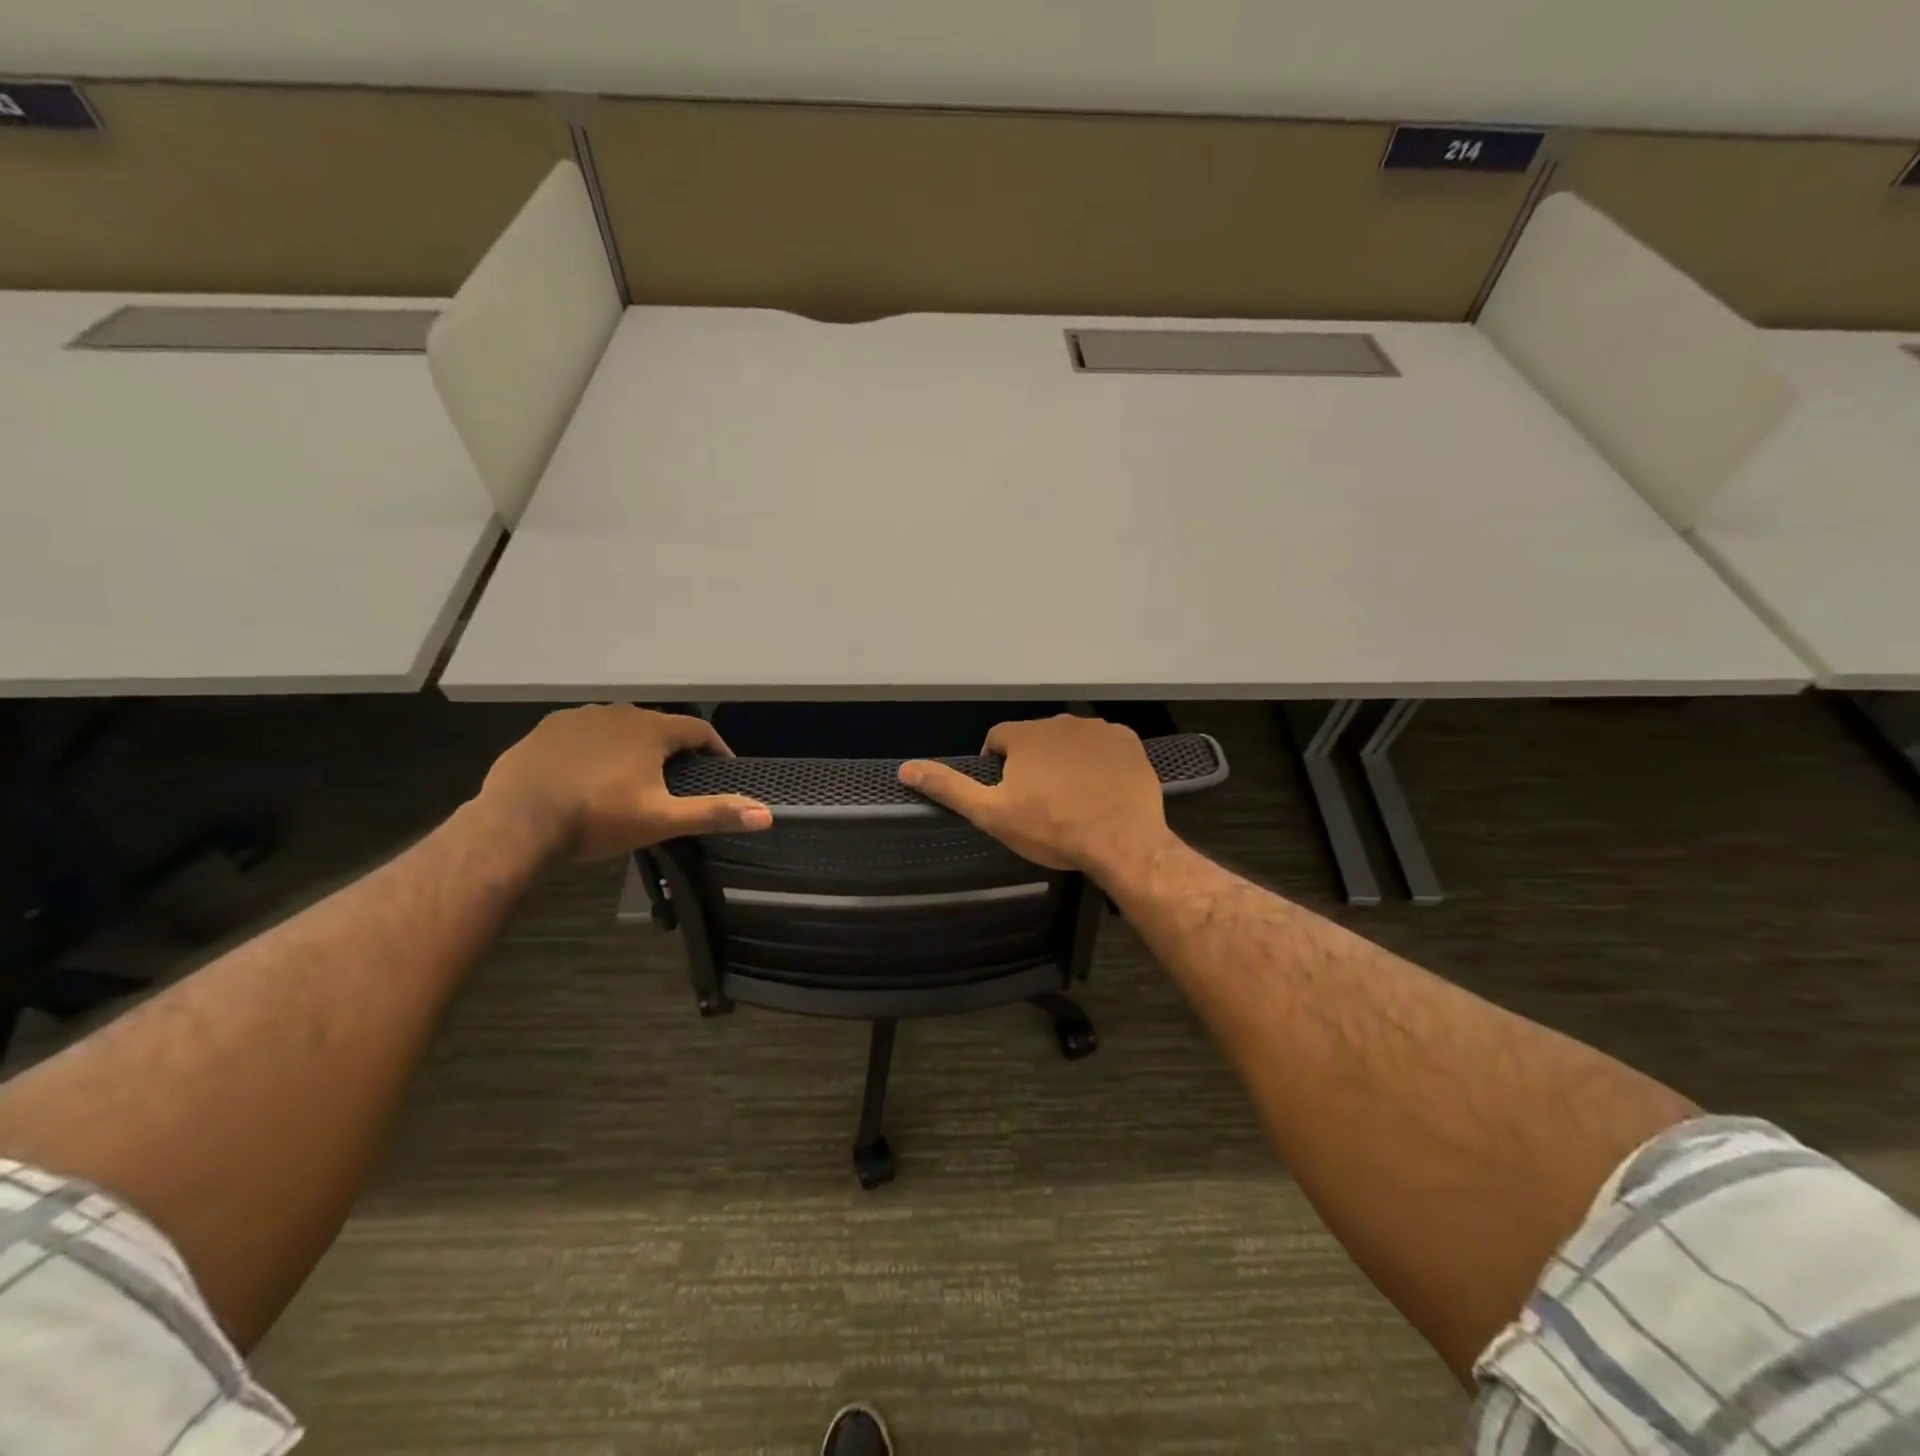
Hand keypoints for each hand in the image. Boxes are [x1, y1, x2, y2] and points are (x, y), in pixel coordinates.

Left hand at [479, 705, 771, 860]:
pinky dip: (597, 749)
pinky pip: (585, 733)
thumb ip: (714, 813)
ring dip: (634, 746)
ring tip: (633, 778)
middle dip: (673, 749)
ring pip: (620, 727)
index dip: (715, 749)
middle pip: (659, 726)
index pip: (698, 730)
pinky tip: (589, 774)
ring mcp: (579, 717)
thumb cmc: (598, 818)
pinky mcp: (547, 729)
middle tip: (677, 780)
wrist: (518, 822)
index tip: (722, 769)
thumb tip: (767, 814)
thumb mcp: (662, 820)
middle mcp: (619, 712)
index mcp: (651, 729)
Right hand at [897, 714, 1171, 875]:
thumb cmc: (1051, 829)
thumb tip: (905, 768)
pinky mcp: (1128, 742)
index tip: (1008, 795)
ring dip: (1066, 760)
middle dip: (1033, 762)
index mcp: (1025, 735)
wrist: (1120, 842)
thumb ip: (949, 787)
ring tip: (1072, 797)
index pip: (998, 739)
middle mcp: (1060, 721)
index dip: (997, 766)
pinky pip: (1104, 745)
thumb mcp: (992, 814)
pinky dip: (1098, 761)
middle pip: (1035, 738)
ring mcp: (1098, 729)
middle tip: (1041, 801)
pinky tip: (1101, 789)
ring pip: (1070, 740)